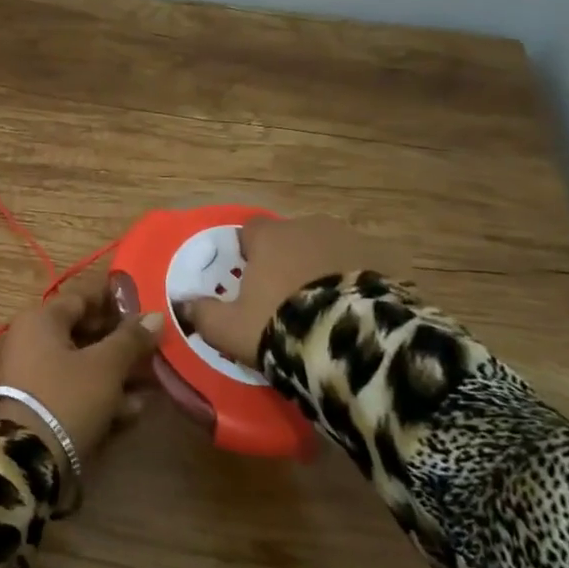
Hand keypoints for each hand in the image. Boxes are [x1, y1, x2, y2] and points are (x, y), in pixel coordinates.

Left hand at [0, 272, 163, 462]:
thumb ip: (131, 339)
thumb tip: (154, 315)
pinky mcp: (40, 404)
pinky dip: (102, 394)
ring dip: (118, 371)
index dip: (116, 301)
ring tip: (155, 380)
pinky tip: (134, 408)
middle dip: (122, 341)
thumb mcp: (105, 366)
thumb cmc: (67, 397)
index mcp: (41, 320)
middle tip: (156, 346)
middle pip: (84, 332)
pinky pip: (75, 389)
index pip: (82, 298)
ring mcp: (34, 374)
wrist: (27, 458)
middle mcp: (32, 340)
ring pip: (83, 363)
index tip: (147, 307)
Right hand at [180, 215, 410, 367]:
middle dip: (288, 261)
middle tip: (287, 300)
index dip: (247, 254)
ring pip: (328, 250)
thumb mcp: (229, 328)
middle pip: (291, 239)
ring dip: (323, 270)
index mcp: (270, 237)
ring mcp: (352, 240)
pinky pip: (362, 269)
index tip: (249, 282)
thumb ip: (202, 313)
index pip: (249, 231)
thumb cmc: (280, 325)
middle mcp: (310, 226)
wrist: (353, 340)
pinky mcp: (387, 261)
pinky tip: (354, 313)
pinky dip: (356, 283)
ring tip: (325, 309)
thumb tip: (182, 304)